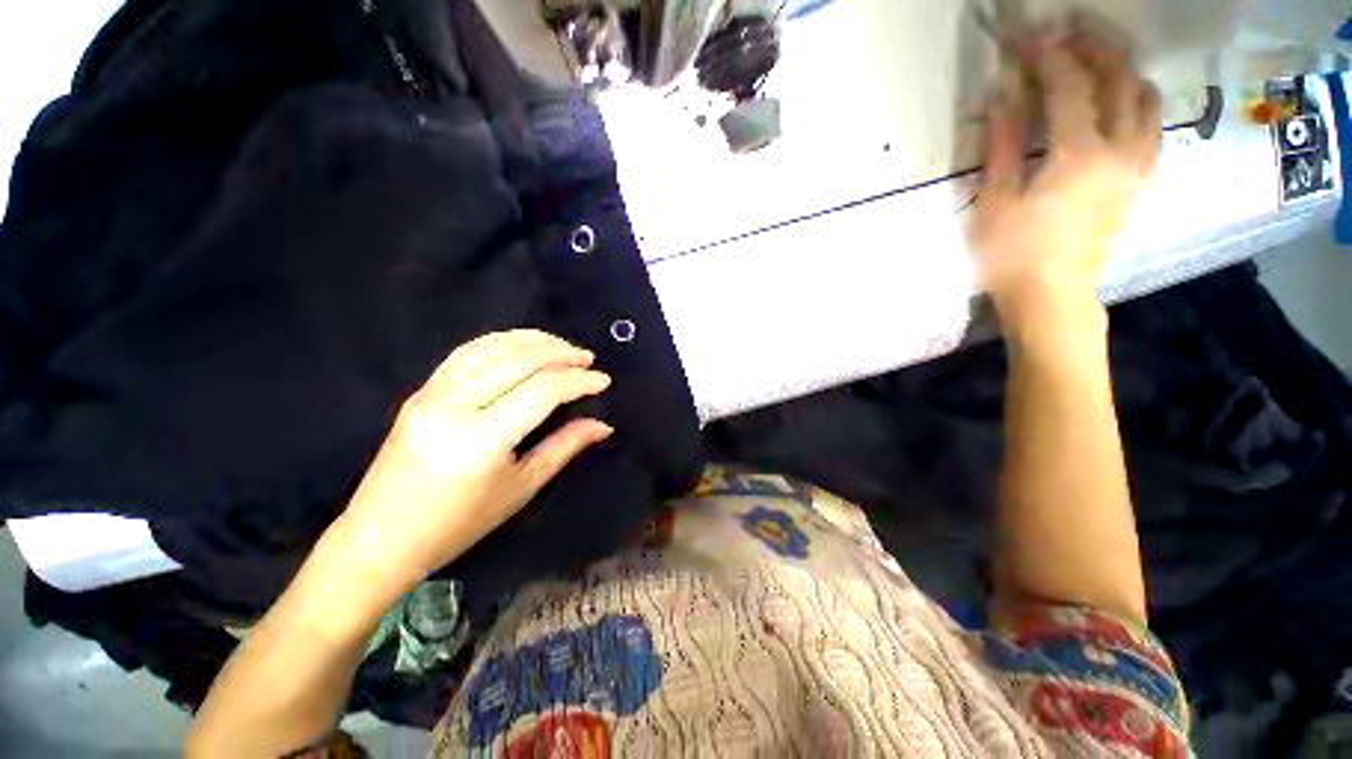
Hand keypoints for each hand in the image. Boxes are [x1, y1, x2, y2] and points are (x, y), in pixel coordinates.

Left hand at [331, 330, 613, 595]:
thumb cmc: (459, 524)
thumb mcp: (521, 488)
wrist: (381, 538)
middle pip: (518, 360)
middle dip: (560, 353)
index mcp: (481, 439)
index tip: (603, 381)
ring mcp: (431, 393)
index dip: (578, 381)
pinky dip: (501, 341)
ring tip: (562, 345)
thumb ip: (564, 447)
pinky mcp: (421, 391)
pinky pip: (466, 352)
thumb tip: (603, 425)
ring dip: (533, 340)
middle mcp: (453, 406)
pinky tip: (522, 344)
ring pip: (491, 348)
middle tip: (588, 358)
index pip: (541, 391)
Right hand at [971, 20, 1161, 332]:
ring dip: (1121, 69)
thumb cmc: (1011, 256)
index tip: (1024, 37)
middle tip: (1063, 36)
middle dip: (1091, 47)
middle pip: (1118, 78)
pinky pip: (1154, 126)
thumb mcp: (995, 202)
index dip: (1045, 54)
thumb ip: (1003, 145)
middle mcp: (1119, 150)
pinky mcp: (1141, 180)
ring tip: (1094, 63)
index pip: (1068, 84)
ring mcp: (1137, 165)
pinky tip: (1118, 101)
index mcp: (1077, 155)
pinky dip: (1137, 101)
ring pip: (1146, 97)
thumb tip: (1001, 96)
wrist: (1053, 295)